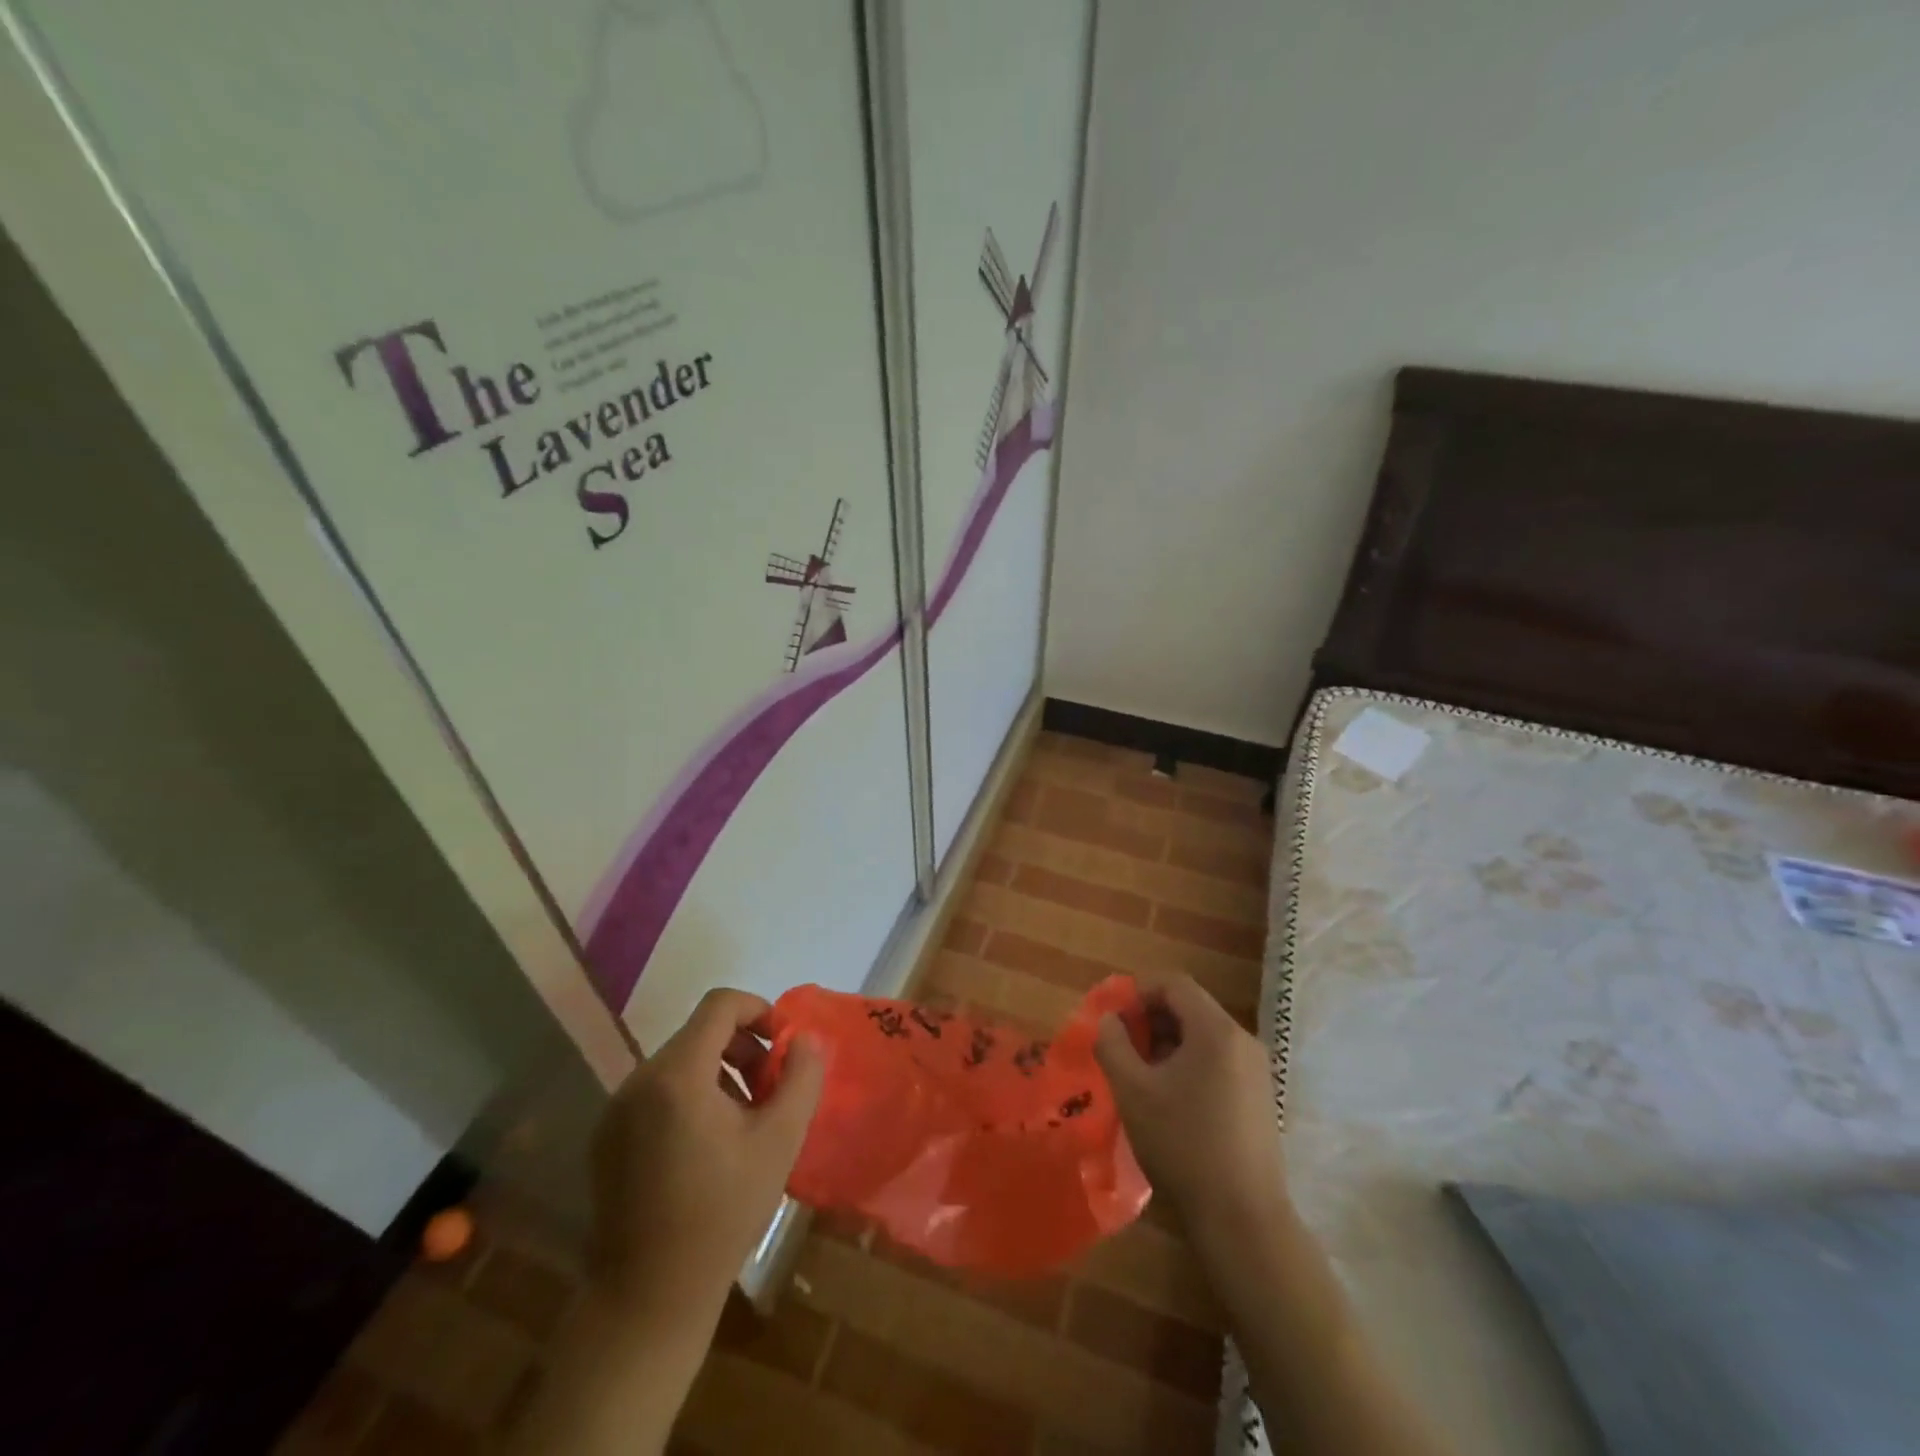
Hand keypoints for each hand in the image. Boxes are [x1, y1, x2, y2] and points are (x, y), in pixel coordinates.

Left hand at [588, 988, 824, 1316]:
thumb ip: (801, 1077)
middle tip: (771, 1090)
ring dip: (719, 1074)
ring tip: (745, 1120)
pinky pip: (656, 1092)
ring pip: (679, 1063)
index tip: (784, 1045)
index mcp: (677, 1075)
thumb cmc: (722, 1213)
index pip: (720, 1005)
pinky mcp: (605, 1137)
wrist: (648, 1298)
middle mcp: (638, 1080)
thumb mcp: (780, 1141)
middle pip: (700, 1033)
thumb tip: (805, 1039)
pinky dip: (690, 1097)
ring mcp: (616, 1110)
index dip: (759, 1010)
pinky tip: (707, 1146)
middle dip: (743, 1049)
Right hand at [1094, 976, 1287, 1240]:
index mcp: (1216, 1030)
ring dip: (1167, 1043)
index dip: (1137, 990)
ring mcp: (1256, 1071)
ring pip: (1203, 1036)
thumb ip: (1113, 1045)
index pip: (1173, 983)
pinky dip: (1188, 1063)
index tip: (1112, 1016)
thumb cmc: (1183, 1145)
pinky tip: (1168, 1099)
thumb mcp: (1133, 1091)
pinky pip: (1217, 1060)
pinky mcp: (1259, 1098)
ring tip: (1138, 1074)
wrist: (1243, 1220)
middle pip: (1190, 1007)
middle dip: (1150, 1018)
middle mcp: (1243, 1041)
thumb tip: (1109, 1019)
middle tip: (1120, 1046)